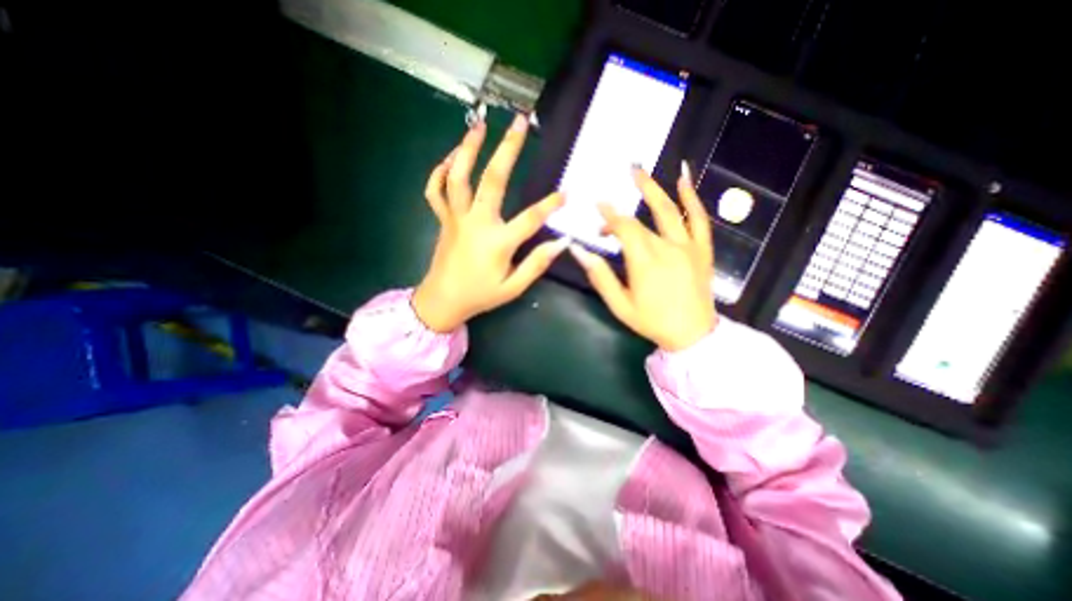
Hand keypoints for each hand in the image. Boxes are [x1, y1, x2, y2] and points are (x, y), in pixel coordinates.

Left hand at [412, 112, 568, 329]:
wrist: (443, 301)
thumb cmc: (480, 295)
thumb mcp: (513, 288)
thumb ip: (537, 264)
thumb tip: (561, 243)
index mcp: (498, 242)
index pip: (530, 218)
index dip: (550, 205)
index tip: (566, 192)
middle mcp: (477, 223)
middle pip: (492, 179)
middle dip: (508, 148)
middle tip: (519, 122)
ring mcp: (456, 218)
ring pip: (458, 177)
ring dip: (468, 148)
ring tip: (479, 125)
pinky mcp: (444, 220)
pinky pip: (435, 191)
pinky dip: (439, 173)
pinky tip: (449, 159)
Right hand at [564, 164, 713, 351]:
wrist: (692, 334)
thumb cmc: (652, 321)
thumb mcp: (620, 305)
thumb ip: (600, 276)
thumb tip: (579, 251)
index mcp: (644, 261)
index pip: (624, 228)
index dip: (608, 216)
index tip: (596, 206)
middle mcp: (666, 247)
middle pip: (641, 220)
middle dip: (620, 214)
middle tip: (610, 194)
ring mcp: (688, 246)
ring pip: (670, 209)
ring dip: (653, 188)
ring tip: (639, 171)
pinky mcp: (702, 249)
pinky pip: (699, 218)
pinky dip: (692, 197)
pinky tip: (683, 178)